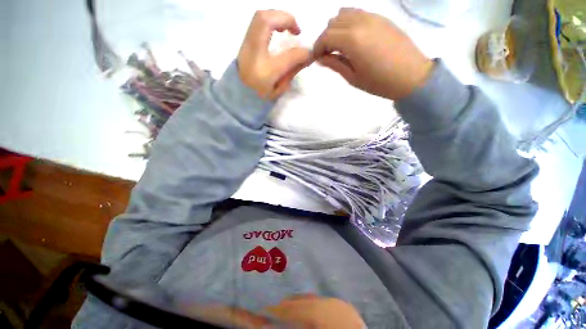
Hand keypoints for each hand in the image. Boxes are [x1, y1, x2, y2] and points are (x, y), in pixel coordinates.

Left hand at [238, 10, 311, 99]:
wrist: (238, 95)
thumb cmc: (260, 95)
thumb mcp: (279, 89)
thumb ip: (292, 72)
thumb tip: (307, 57)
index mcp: (265, 72)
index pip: (288, 57)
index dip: (302, 53)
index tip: (308, 54)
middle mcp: (254, 53)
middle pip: (267, 21)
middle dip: (286, 19)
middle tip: (297, 31)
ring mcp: (246, 44)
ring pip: (260, 16)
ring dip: (278, 17)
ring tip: (288, 28)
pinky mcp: (245, 41)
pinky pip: (257, 22)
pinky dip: (270, 20)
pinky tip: (277, 29)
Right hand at [313, 8, 433, 99]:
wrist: (411, 75)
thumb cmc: (379, 82)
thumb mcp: (352, 77)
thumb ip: (335, 64)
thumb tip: (320, 57)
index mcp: (352, 39)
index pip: (325, 37)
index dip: (317, 48)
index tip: (315, 59)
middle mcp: (360, 22)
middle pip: (332, 23)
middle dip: (325, 38)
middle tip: (327, 54)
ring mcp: (372, 16)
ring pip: (344, 14)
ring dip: (336, 28)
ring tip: (339, 45)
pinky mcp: (381, 17)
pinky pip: (358, 13)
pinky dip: (349, 22)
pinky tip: (353, 38)